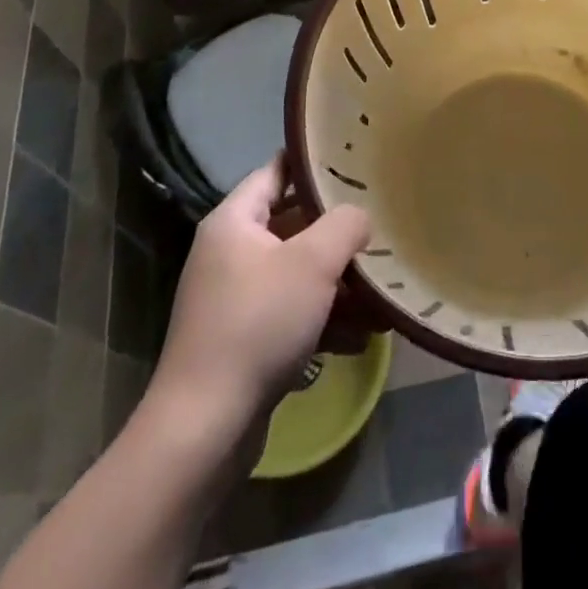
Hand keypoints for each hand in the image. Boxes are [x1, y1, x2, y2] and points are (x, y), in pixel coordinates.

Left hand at [149, 157, 372, 431]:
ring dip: (339, 284)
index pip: (277, 170)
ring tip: (383, 294)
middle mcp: (230, 253)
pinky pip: (292, 314)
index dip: (315, 163)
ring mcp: (235, 298)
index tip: (356, 161)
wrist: (205, 427)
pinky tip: (362, 338)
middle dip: (339, 233)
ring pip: (298, 274)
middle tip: (381, 226)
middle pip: (294, 225)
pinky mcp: (244, 339)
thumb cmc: (258, 324)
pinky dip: (325, 320)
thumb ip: (345, 225)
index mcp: (234, 222)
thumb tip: (360, 218)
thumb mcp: (313, 263)